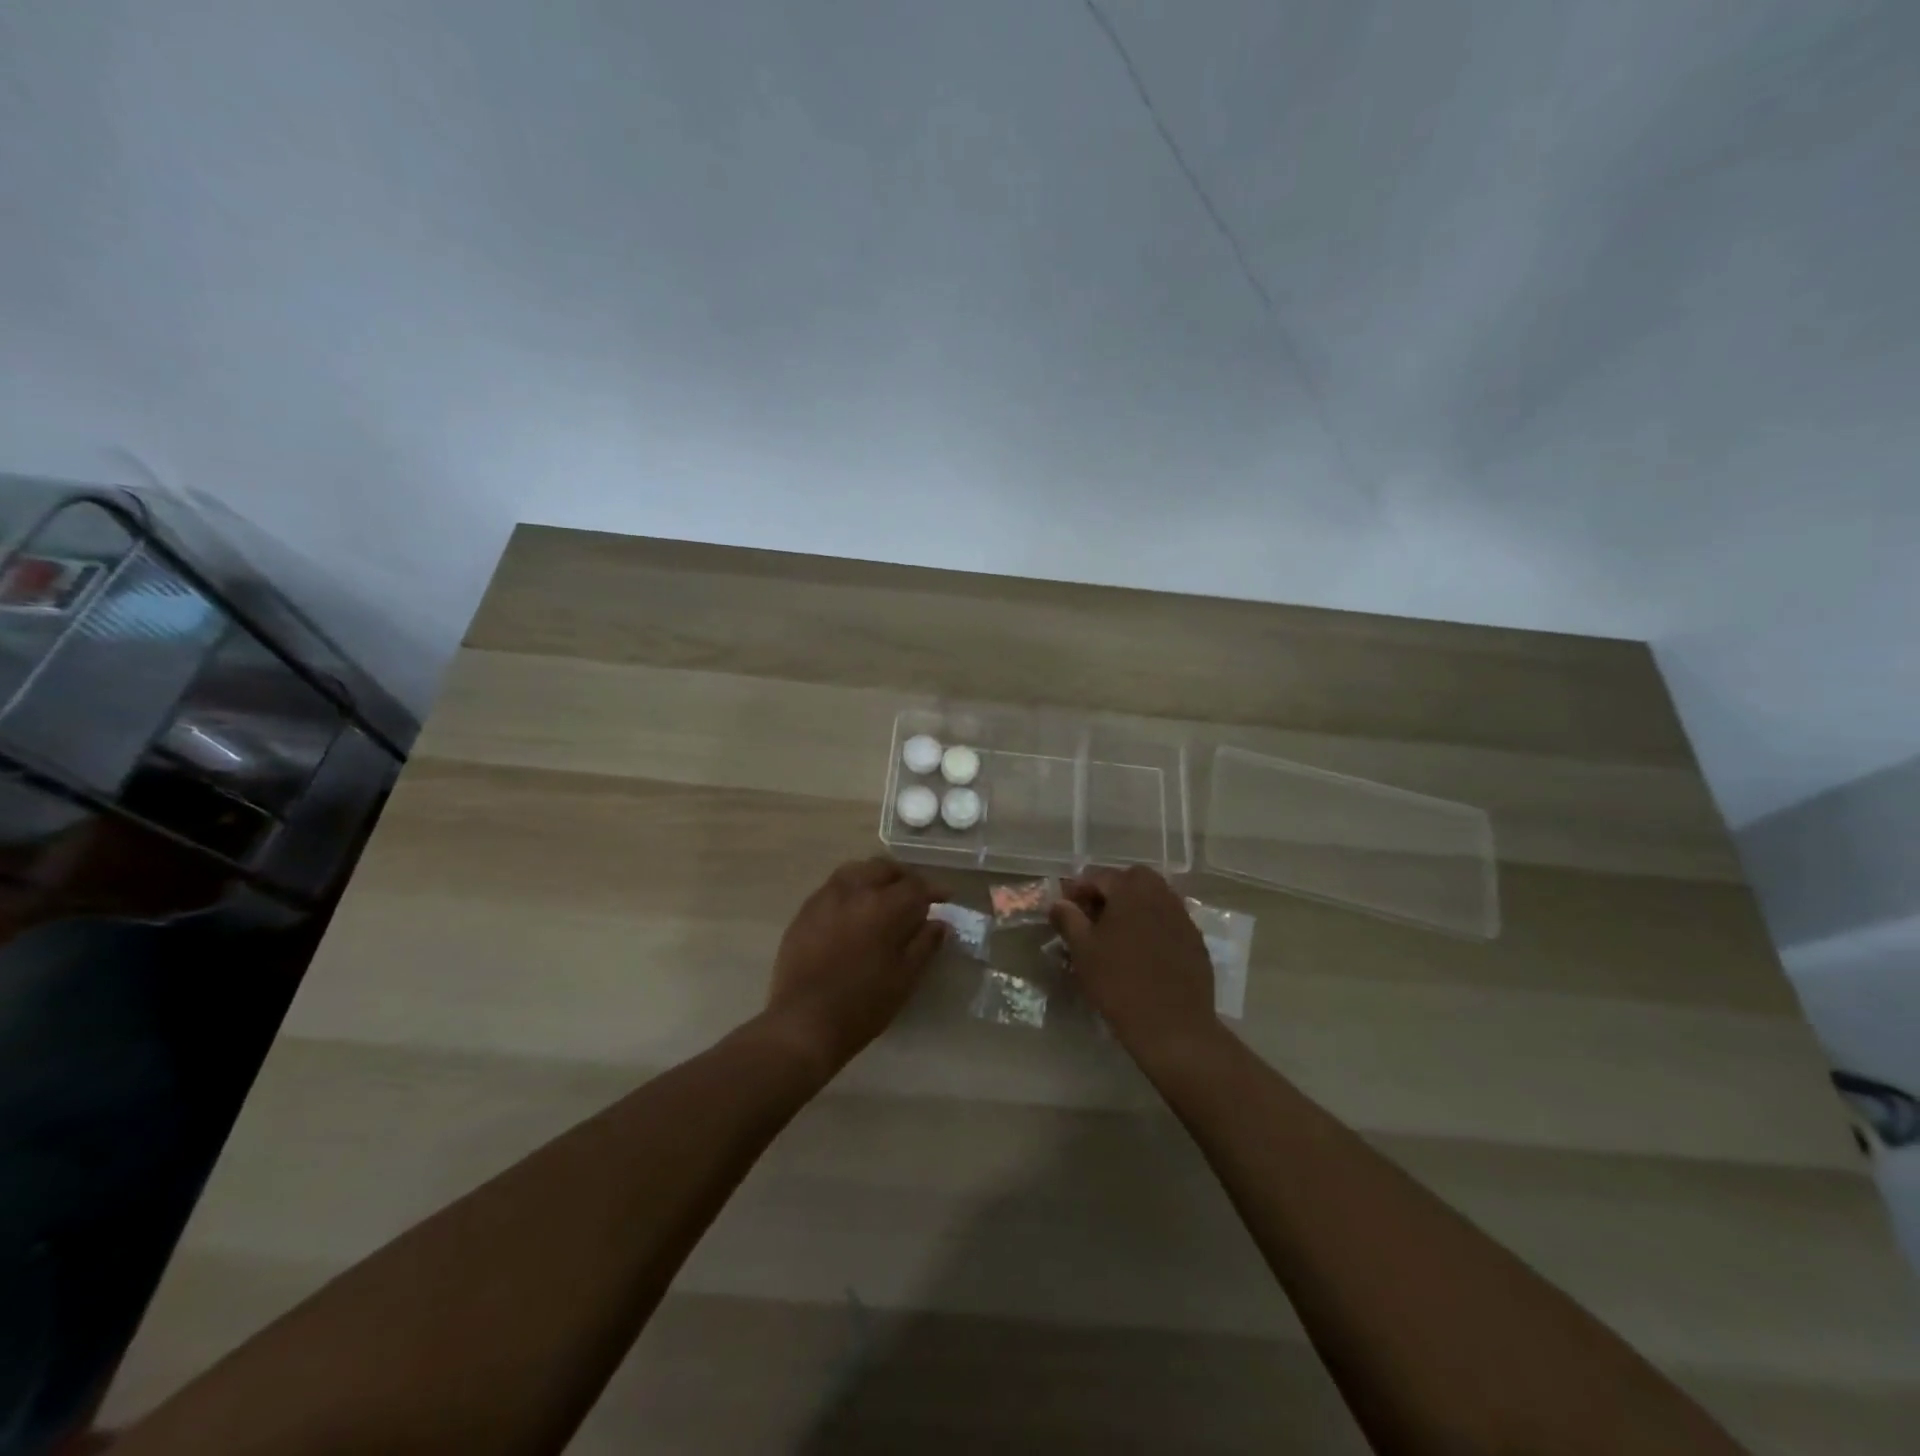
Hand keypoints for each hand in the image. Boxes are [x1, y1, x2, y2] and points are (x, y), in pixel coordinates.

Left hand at [760, 857, 944, 1075]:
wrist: (804, 1023)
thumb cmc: (863, 1005)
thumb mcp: (905, 978)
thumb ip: (925, 944)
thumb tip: (940, 922)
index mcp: (883, 907)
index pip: (915, 886)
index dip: (933, 890)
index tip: (944, 898)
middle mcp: (854, 892)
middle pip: (883, 869)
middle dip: (903, 878)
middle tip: (913, 895)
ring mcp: (825, 898)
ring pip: (855, 871)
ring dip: (874, 877)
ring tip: (882, 896)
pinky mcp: (804, 912)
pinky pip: (832, 887)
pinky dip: (850, 889)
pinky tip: (852, 910)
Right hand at [1050, 866, 1221, 1065]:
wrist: (1173, 1026)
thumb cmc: (1119, 983)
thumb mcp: (1083, 951)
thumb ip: (1068, 920)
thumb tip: (1059, 902)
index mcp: (1131, 892)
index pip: (1100, 876)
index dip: (1079, 888)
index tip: (1066, 906)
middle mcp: (1160, 896)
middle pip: (1134, 879)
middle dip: (1112, 890)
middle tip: (1095, 914)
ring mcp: (1182, 918)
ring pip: (1155, 897)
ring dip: (1135, 906)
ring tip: (1118, 933)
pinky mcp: (1196, 941)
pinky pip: (1170, 921)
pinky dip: (1154, 925)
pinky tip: (1143, 951)